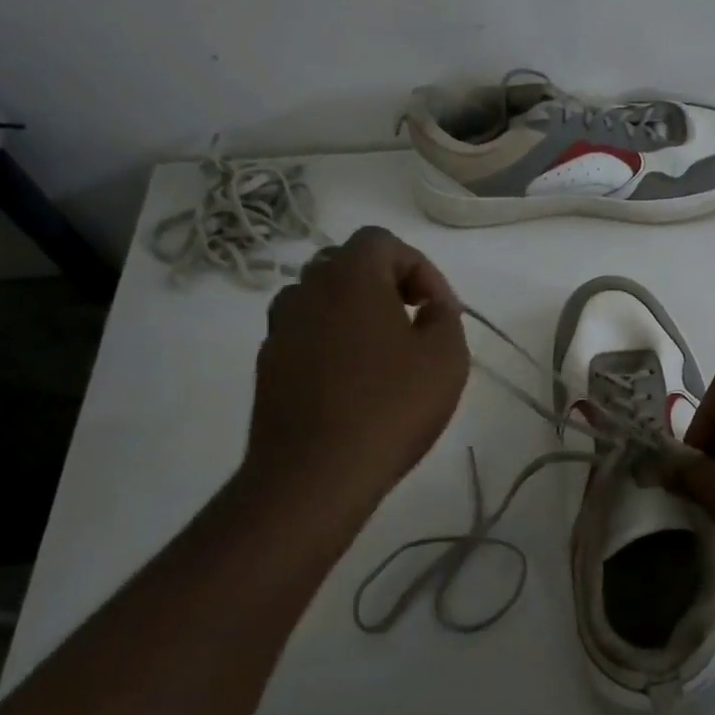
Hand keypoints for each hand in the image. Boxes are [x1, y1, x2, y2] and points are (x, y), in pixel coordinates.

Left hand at [241, 227, 468, 510]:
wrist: (315, 473)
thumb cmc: (390, 407)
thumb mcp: (446, 357)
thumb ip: (445, 315)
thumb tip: (432, 304)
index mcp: (350, 276)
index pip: (383, 241)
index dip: (420, 268)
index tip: (439, 310)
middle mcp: (307, 290)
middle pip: (347, 263)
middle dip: (385, 284)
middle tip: (413, 321)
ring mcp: (280, 328)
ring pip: (321, 298)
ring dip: (354, 311)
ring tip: (383, 351)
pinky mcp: (268, 364)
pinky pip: (305, 333)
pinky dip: (331, 340)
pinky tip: (354, 381)